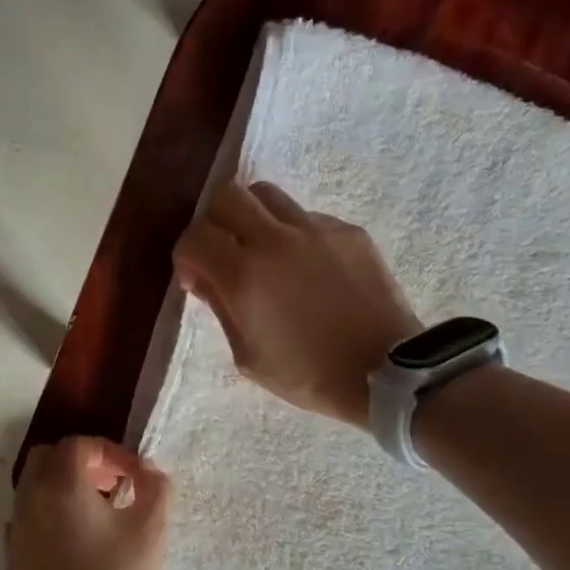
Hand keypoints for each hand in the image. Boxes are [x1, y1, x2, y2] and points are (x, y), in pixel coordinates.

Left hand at [7, 437, 170, 569]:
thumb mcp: (150, 530)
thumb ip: (155, 488)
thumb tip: (149, 470)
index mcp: (61, 485)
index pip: (79, 445)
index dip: (111, 452)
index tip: (135, 476)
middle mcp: (30, 498)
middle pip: (48, 458)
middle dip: (80, 463)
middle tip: (111, 486)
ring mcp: (15, 529)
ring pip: (34, 487)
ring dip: (63, 488)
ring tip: (97, 514)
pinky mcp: (12, 557)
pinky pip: (27, 518)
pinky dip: (49, 515)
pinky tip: (74, 543)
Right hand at [174, 181, 422, 427]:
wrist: (384, 371)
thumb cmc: (308, 375)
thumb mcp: (249, 357)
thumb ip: (221, 310)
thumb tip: (204, 278)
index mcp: (244, 275)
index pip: (194, 238)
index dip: (186, 257)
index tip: (196, 280)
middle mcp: (275, 239)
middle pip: (227, 195)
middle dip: (214, 222)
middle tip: (223, 252)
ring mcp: (316, 229)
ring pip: (267, 195)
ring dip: (253, 217)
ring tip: (263, 250)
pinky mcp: (348, 231)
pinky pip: (307, 217)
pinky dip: (294, 234)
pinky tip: (307, 268)